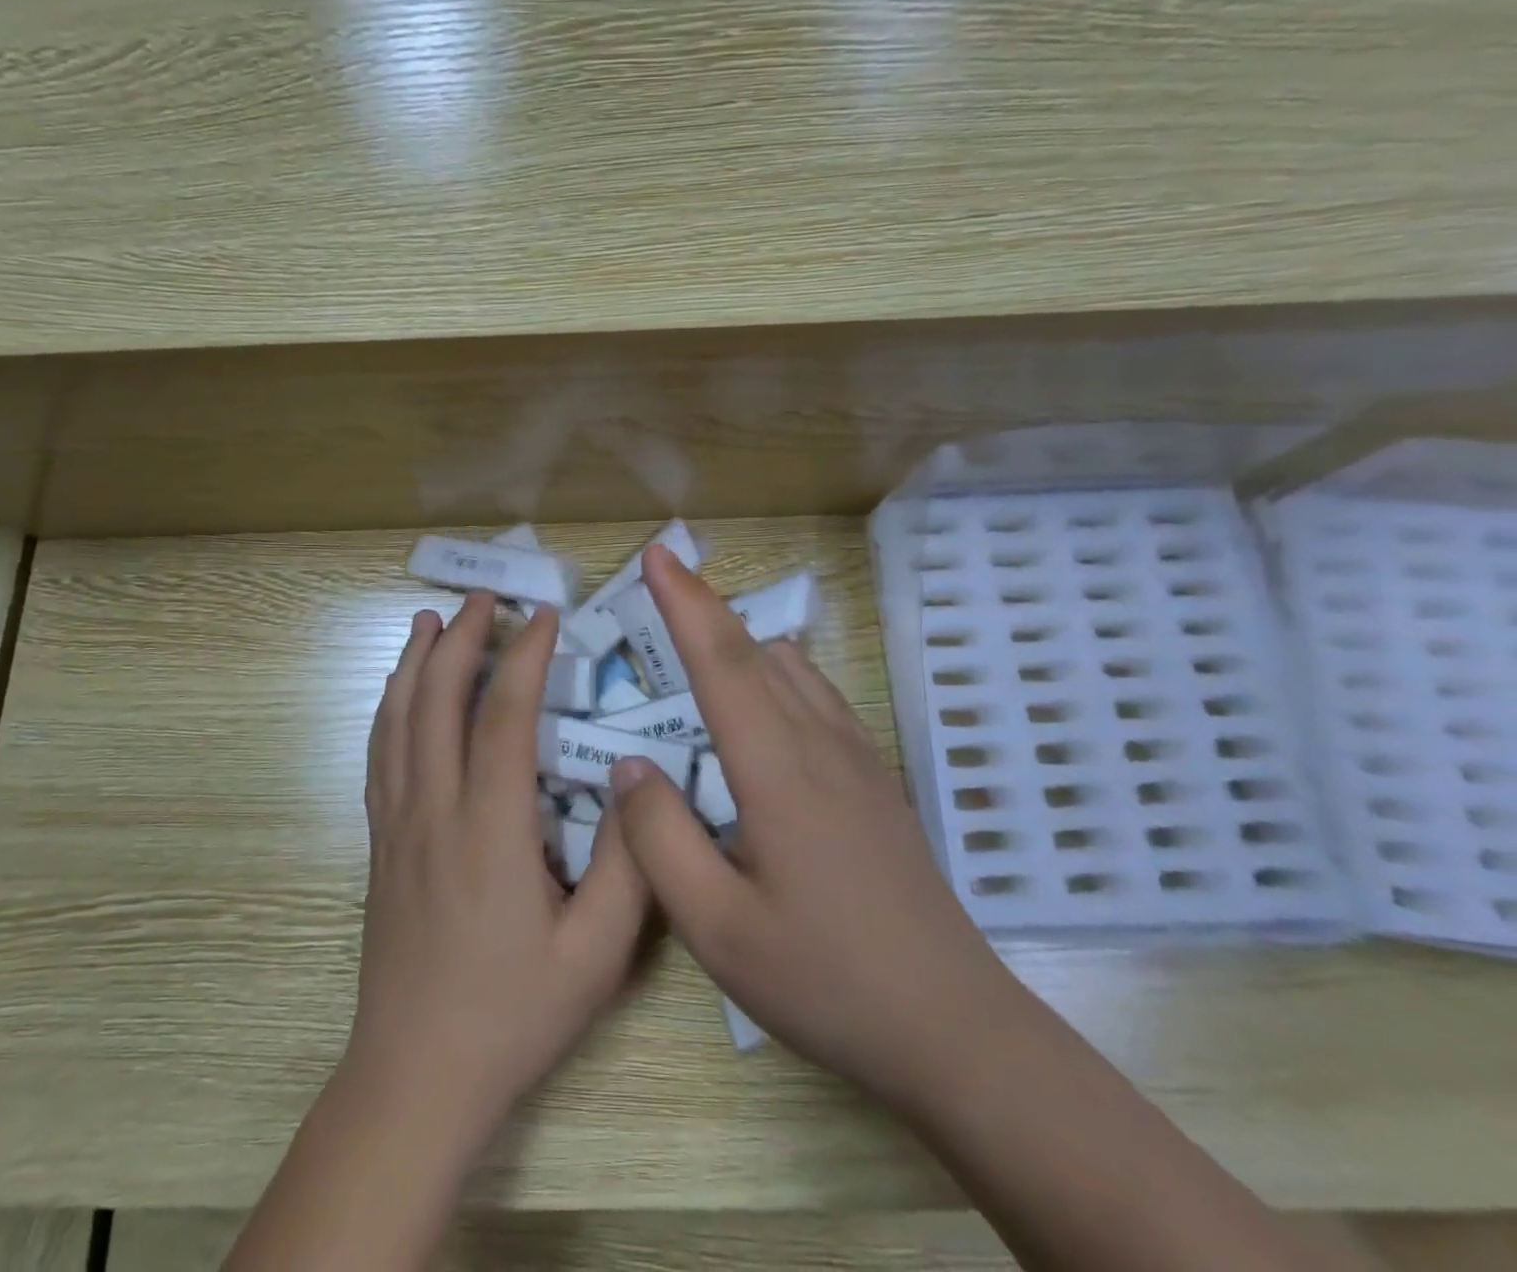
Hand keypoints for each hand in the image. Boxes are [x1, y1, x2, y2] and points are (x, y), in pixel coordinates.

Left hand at [345, 592, 649, 1152]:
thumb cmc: (512, 1014)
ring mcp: (397, 824)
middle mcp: (435, 810)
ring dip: (415, 662)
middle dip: (461, 639)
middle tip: (484, 598)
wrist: (416, 1075)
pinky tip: (398, 690)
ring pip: (398, 720)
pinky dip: (389, 707)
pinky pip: (378, 755)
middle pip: (438, 700)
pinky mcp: (379, 842)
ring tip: (430, 620)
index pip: (504, 717)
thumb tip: (631, 785)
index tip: (544, 616)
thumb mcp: (596, 953)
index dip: (525, 657)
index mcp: (491, 830)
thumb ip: (624, 865)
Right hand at [609, 547, 1022, 1105]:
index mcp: (778, 770)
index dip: (685, 602)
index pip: (721, 662)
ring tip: (699, 645)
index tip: (657, 555)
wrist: (954, 1029)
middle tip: (662, 584)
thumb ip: (660, 840)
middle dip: (704, 607)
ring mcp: (859, 758)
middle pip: (755, 650)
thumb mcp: (717, 928)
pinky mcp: (877, 780)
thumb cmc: (826, 980)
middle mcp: (821, 744)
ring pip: (793, 668)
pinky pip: (819, 696)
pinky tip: (767, 702)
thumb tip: (630, 766)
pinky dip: (779, 672)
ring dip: (742, 641)